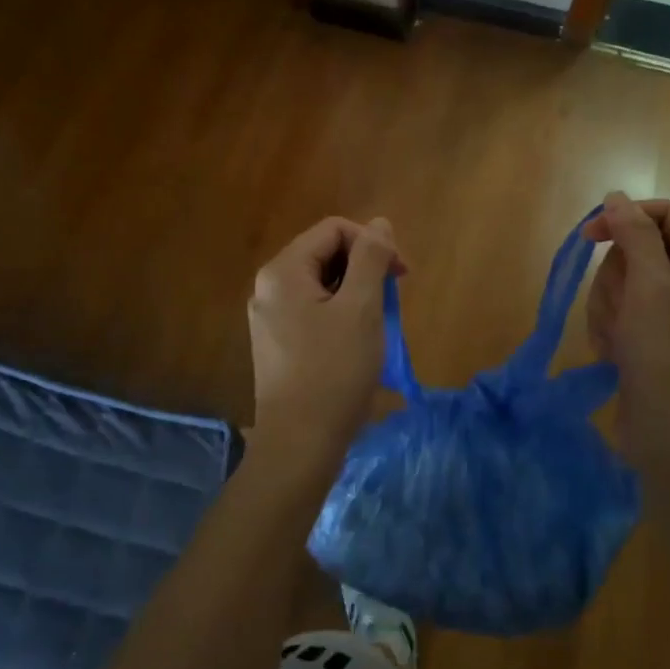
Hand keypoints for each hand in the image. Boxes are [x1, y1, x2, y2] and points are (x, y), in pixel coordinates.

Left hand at [247, 215, 404, 476]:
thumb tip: (379, 224)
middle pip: (325, 254)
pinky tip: (357, 342)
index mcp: (282, 271)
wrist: (299, 445)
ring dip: (356, 293)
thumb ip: (371, 258)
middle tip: (392, 300)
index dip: (372, 243)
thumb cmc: (334, 372)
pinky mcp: (276, 343)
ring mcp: (269, 317)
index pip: (334, 230)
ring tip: (377, 324)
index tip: (401, 275)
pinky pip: (313, 310)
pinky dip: (340, 314)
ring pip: (321, 284)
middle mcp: (268, 287)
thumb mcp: (362, 308)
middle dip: (364, 268)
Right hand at [584, 192, 669, 459]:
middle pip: (641, 248)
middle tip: (621, 309)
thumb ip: (634, 235)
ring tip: (618, 337)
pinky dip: (613, 326)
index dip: (626, 217)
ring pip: (626, 280)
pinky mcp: (658, 334)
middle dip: (618, 278)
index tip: (588, 235)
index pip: (665, 214)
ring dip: (611, 306)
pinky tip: (616, 351)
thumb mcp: (649, 288)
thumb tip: (617, 196)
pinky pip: (624, 310)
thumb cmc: (666, 356)